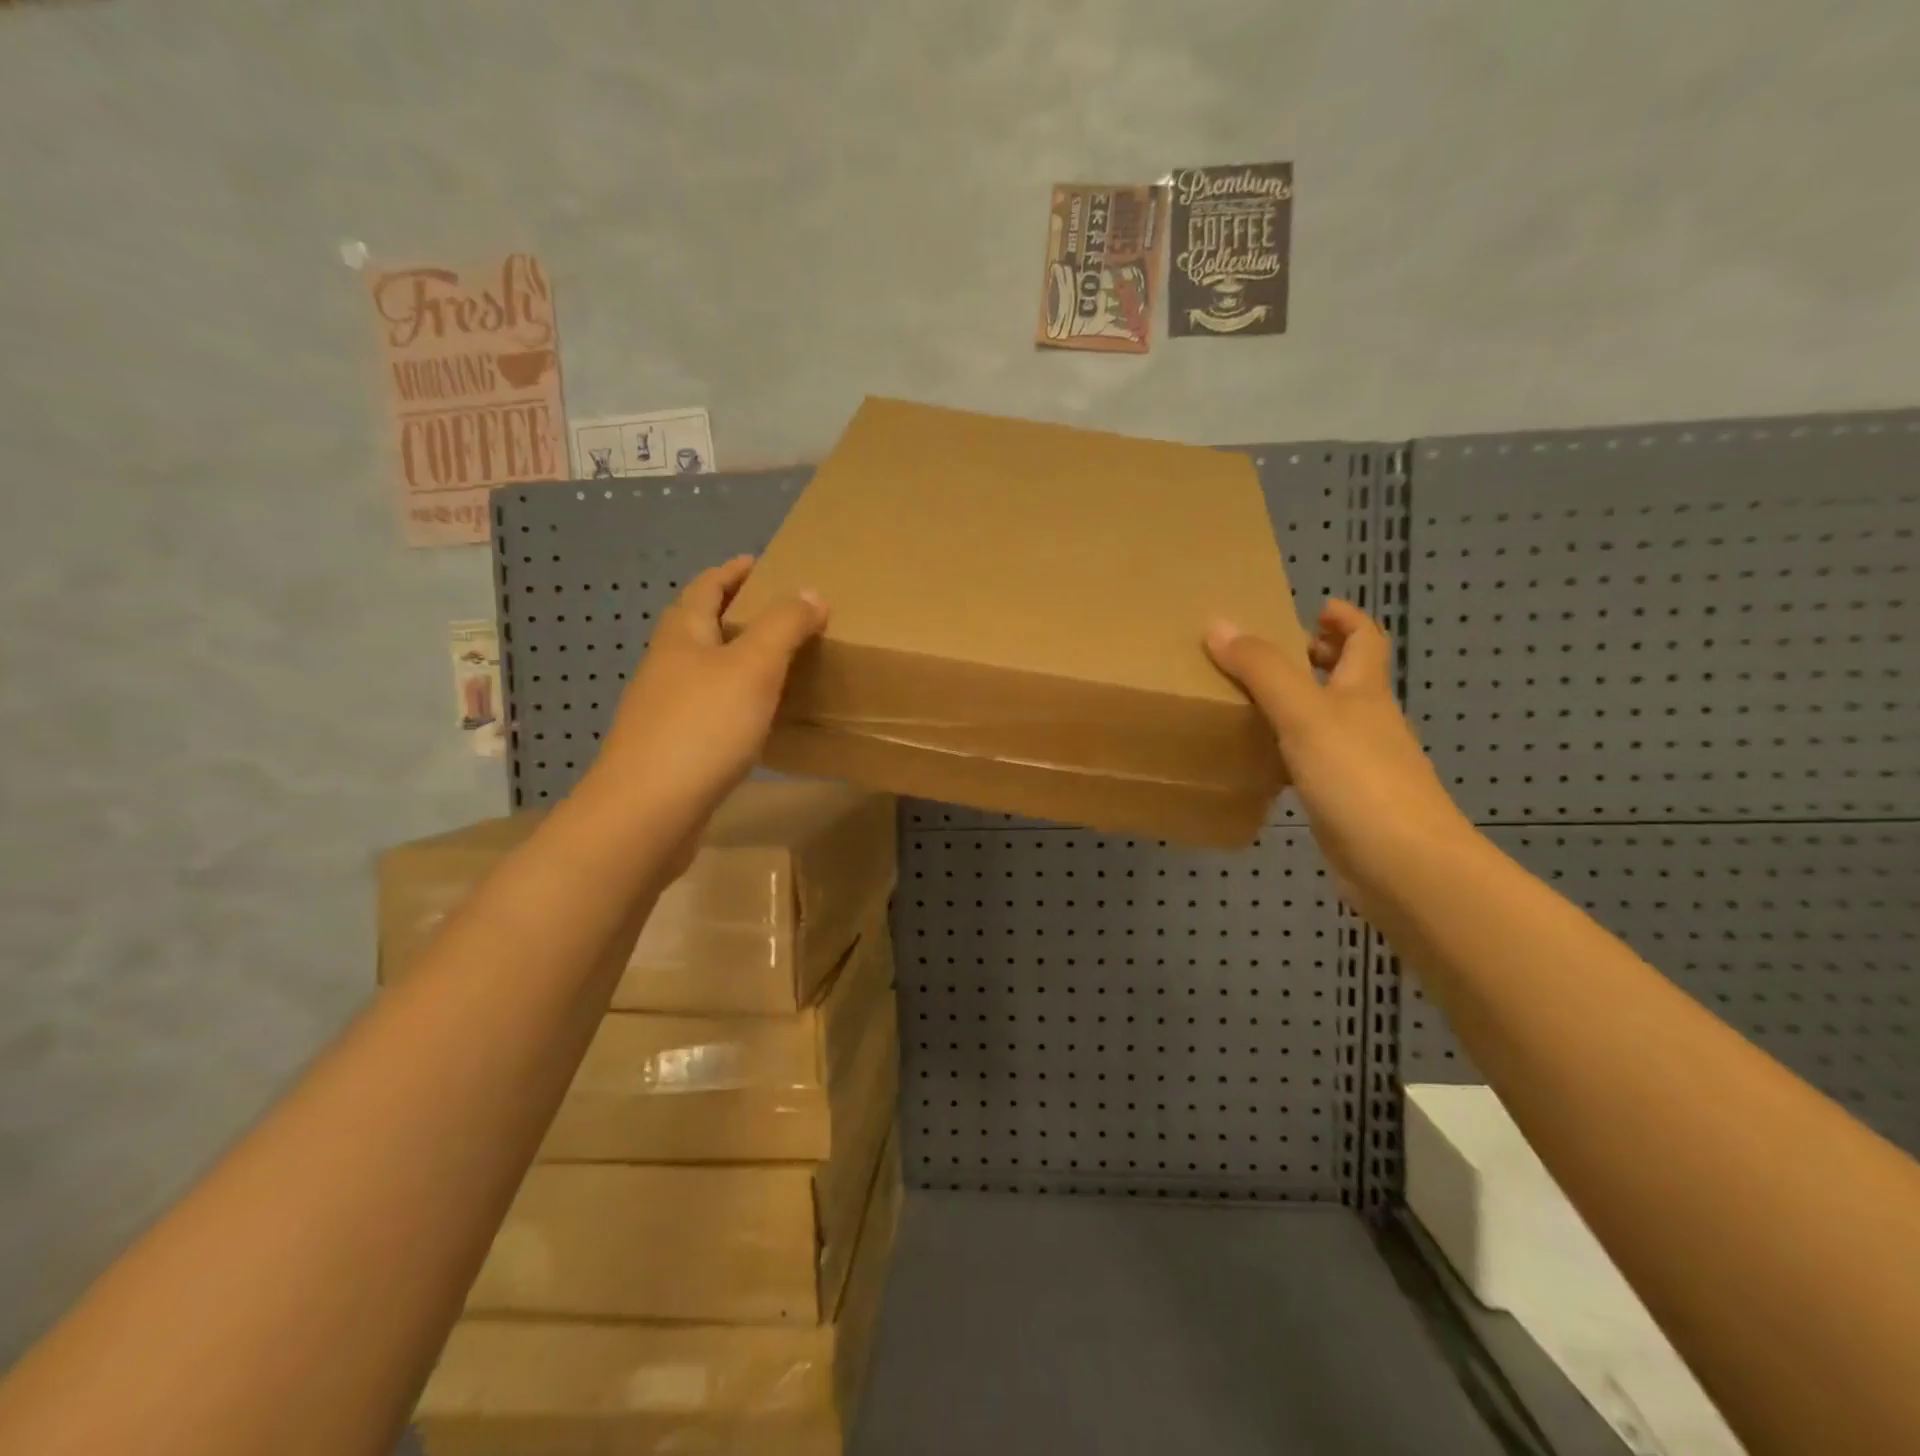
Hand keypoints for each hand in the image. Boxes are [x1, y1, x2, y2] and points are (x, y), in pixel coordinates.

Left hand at [596, 555, 825, 832]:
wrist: (649, 810)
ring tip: (776, 664)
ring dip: (735, 660)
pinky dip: (735, 702)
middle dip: (734, 614)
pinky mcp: (672, 748)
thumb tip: (811, 592)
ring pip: (704, 671)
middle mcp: (667, 666)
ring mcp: (664, 709)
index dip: (732, 572)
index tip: (759, 562)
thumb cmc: (702, 727)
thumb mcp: (754, 666)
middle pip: (699, 627)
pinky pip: (709, 710)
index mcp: (682, 636)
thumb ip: (784, 625)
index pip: (706, 588)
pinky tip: (758, 720)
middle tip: (779, 614)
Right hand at [1204, 599, 1471, 917]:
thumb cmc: (1358, 779)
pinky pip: (1315, 763)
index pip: (1365, 642)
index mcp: (1364, 694)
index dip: (1345, 620)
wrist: (1403, 866)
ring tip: (1251, 703)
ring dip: (1300, 706)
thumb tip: (1218, 624)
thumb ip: (1262, 670)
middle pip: (1349, 679)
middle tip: (1272, 654)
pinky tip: (1261, 762)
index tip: (1316, 608)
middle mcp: (1367, 724)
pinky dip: (1292, 752)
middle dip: (1319, 659)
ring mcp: (1361, 766)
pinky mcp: (1346, 803)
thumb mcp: (1304, 714)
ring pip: (1330, 723)